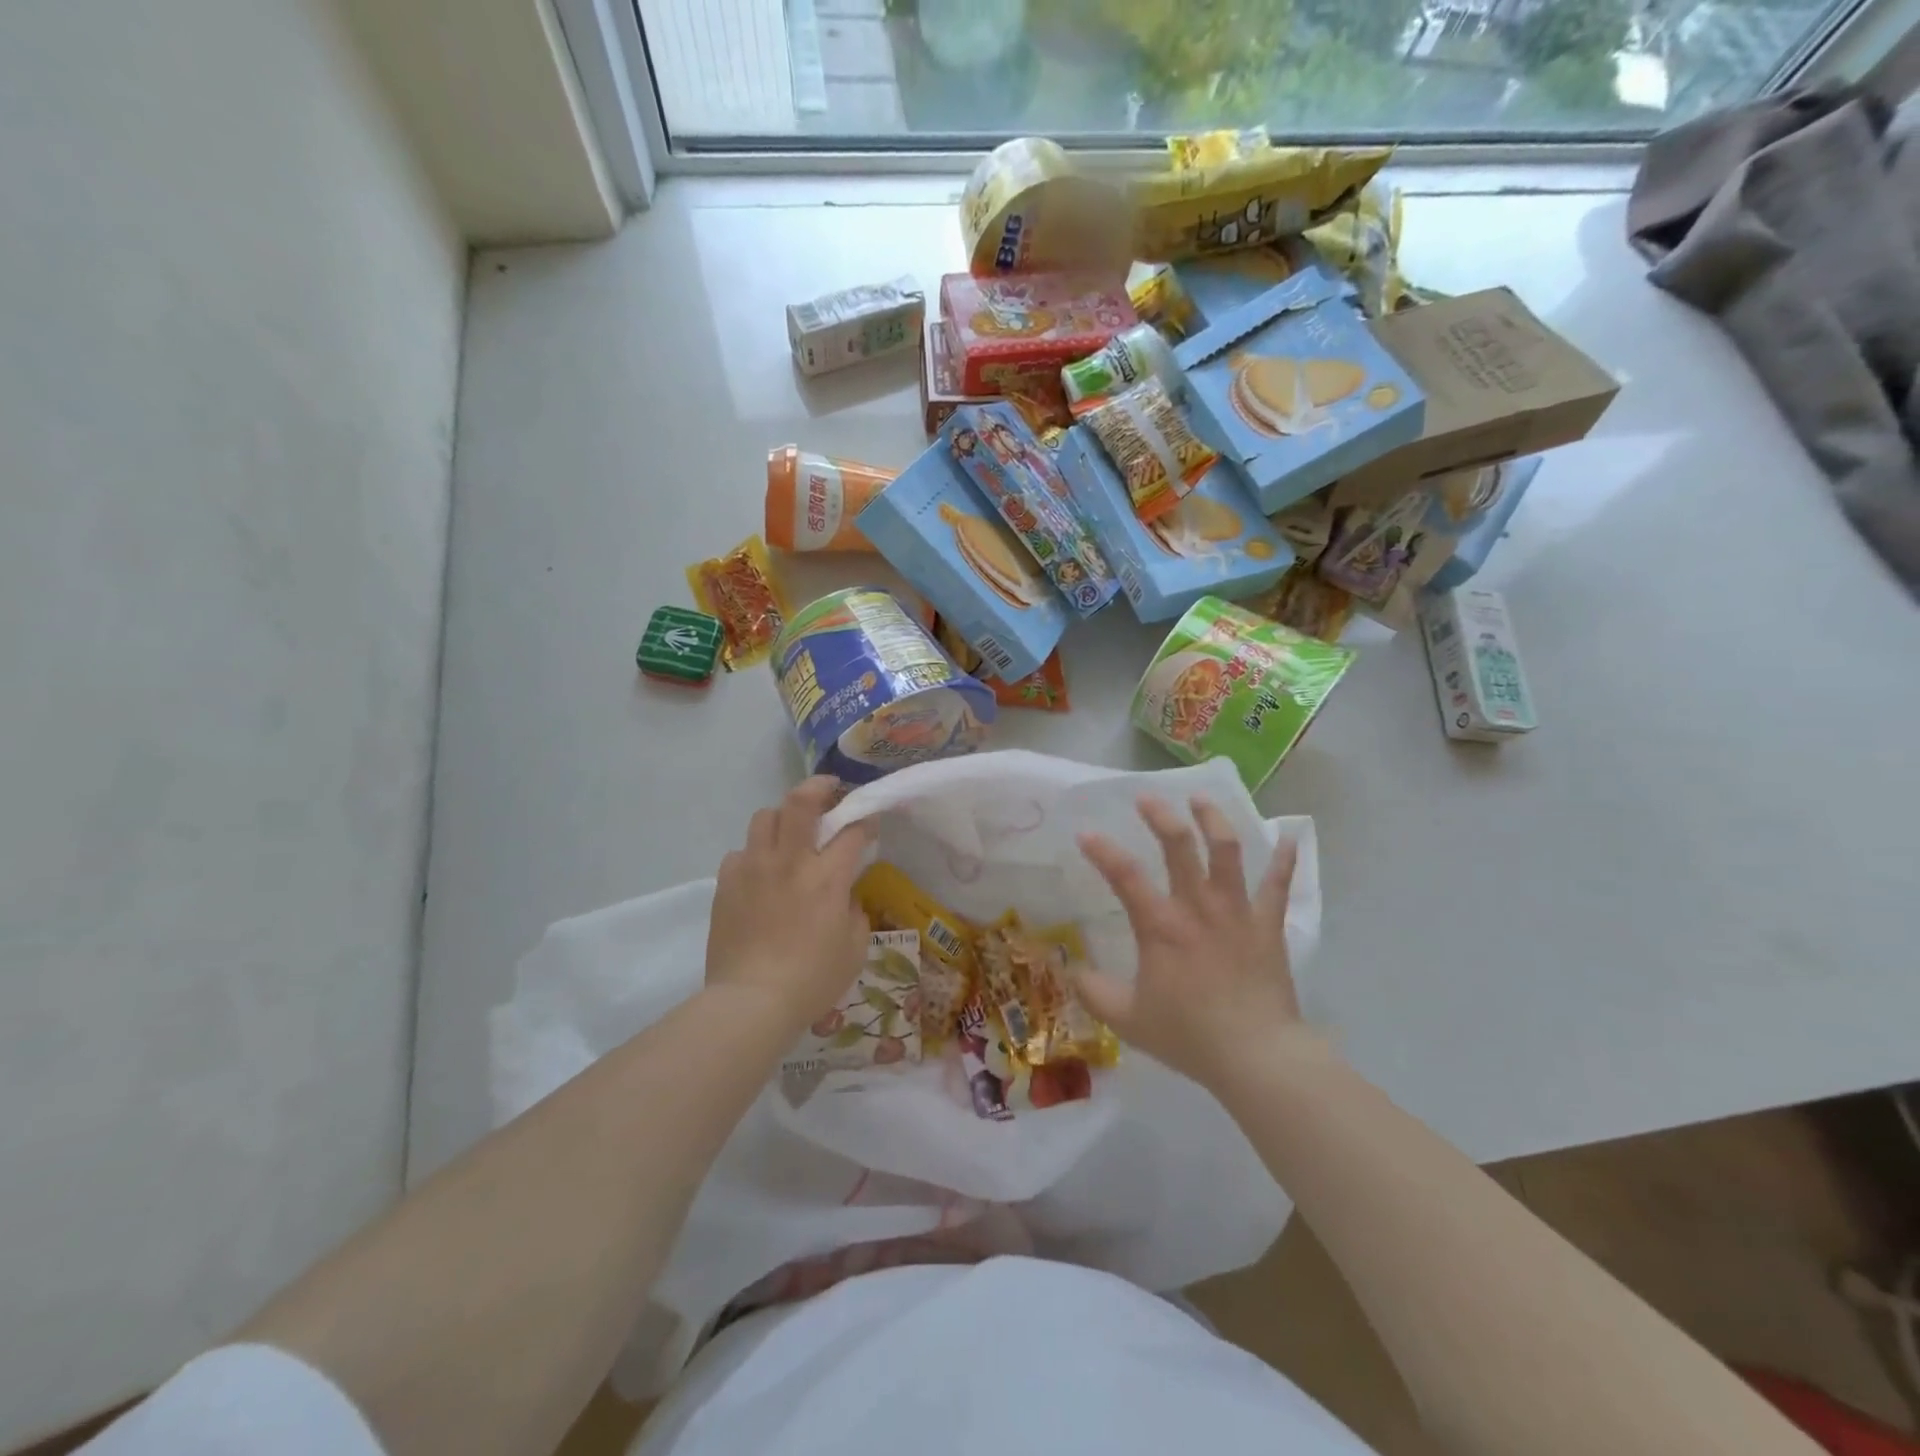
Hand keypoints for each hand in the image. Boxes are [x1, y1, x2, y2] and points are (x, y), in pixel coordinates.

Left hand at [705, 777, 873, 1035]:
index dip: (866, 821)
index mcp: (827, 877)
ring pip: (764, 817)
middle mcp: (789, 861)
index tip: (869, 823)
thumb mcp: (854, 949)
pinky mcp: (726, 884)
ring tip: (789, 834)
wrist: (751, 1002)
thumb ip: (854, 913)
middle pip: (800, 801)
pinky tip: (760, 874)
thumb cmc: (811, 980)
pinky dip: (754, 855)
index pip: (852, 830)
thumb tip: (844, 897)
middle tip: (829, 792)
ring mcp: (753, 869)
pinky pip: (740, 852)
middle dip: (819, 787)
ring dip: (782, 818)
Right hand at [1074, 795, 1321, 1088]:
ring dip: (1213, 820)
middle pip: (1180, 846)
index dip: (1102, 850)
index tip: (1085, 833)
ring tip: (1200, 800)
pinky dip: (1284, 859)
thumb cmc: (1189, 1035)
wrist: (1257, 1056)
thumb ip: (1093, 992)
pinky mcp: (1268, 924)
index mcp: (1161, 926)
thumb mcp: (1126, 1019)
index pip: (1124, 875)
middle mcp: (1198, 907)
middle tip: (1147, 798)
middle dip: (1161, 816)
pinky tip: (1288, 836)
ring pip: (1227, 851)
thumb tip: (1070, 970)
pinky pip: (1279, 884)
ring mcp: (1237, 911)